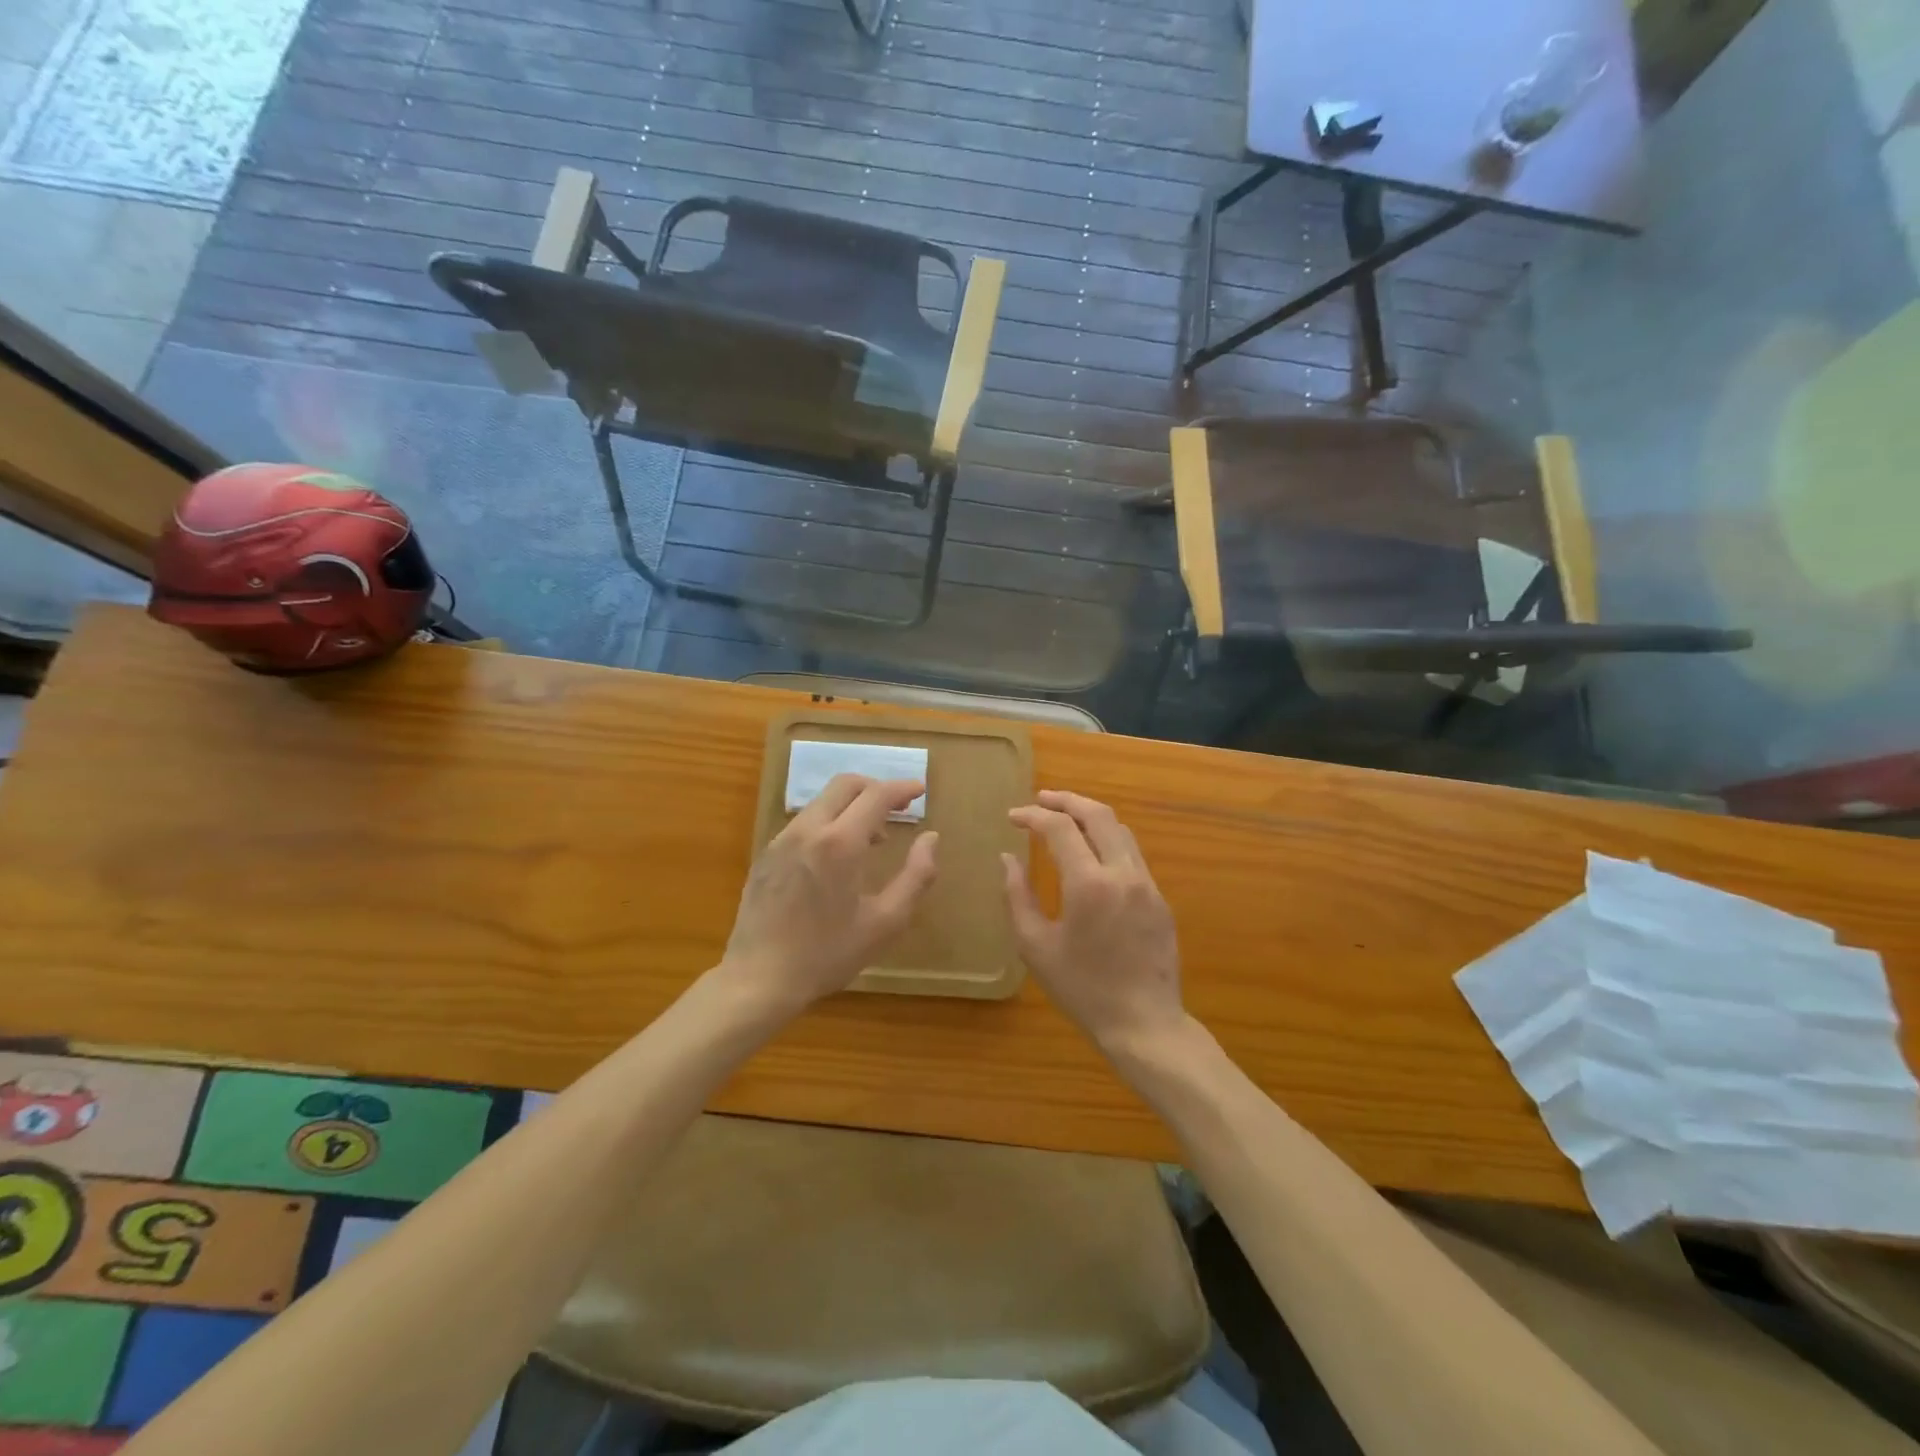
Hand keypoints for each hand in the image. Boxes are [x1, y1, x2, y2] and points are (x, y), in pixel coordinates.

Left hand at [720, 774, 938, 1014]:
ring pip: (822, 802)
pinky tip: (835, 859)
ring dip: (851, 807)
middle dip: (875, 788)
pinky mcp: (766, 855)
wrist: (758, 979)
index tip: (920, 790)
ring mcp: (781, 840)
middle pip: (845, 785)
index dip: (902, 788)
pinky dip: (829, 823)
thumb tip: (931, 838)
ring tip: (871, 840)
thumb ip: (916, 876)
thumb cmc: (827, 954)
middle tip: (898, 808)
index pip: (876, 795)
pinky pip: (804, 823)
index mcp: (840, 843)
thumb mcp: (885, 922)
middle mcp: (808, 830)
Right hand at [1003, 790, 1184, 1051]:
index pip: (1060, 829)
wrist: (1144, 1024)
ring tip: (1064, 818)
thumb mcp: (1035, 946)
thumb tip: (1007, 859)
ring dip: (1090, 816)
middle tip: (1040, 799)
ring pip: (1120, 830)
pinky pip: (1131, 854)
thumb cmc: (1082, 989)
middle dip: (1066, 800)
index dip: (1033, 816)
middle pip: (1097, 814)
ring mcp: (1147, 884)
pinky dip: (1107, 839)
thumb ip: (1017, 896)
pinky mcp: (1159, 898)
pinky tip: (1091, 852)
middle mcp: (1122, 874)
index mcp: (1089, 884)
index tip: (1012, 817)